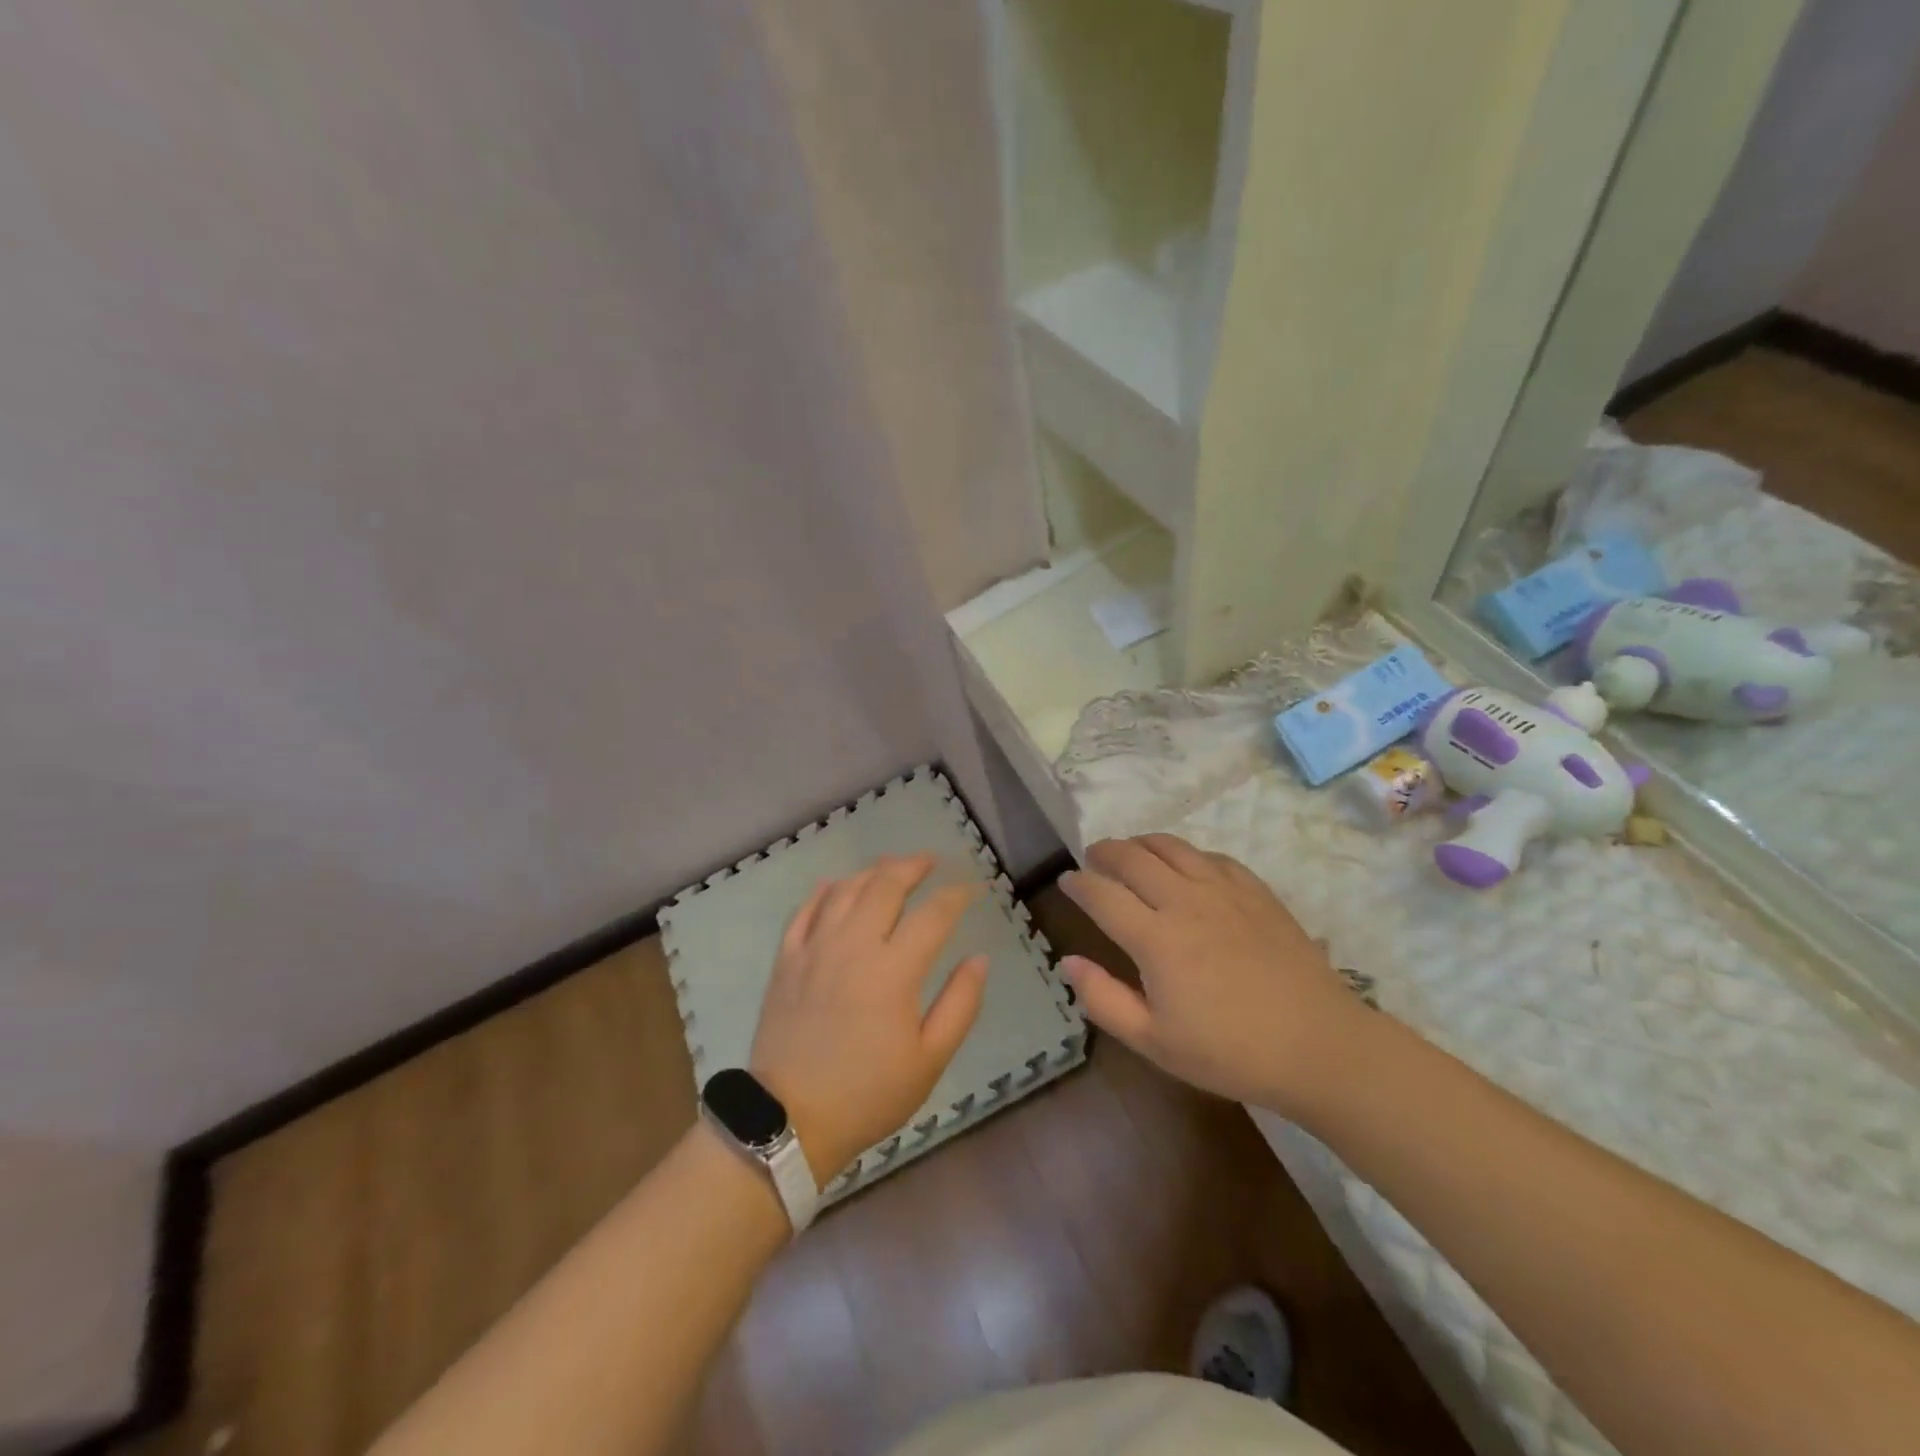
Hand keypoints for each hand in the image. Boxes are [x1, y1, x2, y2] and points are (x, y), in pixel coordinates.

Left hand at [751, 854, 987, 1184]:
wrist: (790, 1119)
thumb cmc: (869, 1093)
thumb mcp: (929, 1059)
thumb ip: (960, 1004)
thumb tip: (980, 958)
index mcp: (894, 970)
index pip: (932, 915)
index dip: (955, 896)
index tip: (971, 889)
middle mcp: (853, 946)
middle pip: (885, 887)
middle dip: (912, 867)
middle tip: (929, 861)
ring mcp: (814, 949)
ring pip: (845, 890)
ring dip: (872, 872)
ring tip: (890, 866)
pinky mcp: (786, 960)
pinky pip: (804, 911)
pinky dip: (824, 891)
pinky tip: (836, 884)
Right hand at [1060, 835, 1368, 1119]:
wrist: (1319, 1046)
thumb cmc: (1230, 1052)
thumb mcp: (1155, 1042)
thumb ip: (1104, 1000)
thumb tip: (1068, 962)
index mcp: (1155, 938)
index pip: (1102, 894)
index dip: (1078, 884)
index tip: (1066, 881)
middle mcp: (1185, 901)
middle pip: (1133, 857)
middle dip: (1104, 851)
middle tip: (1093, 858)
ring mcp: (1224, 891)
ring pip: (1171, 846)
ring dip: (1142, 843)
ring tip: (1131, 852)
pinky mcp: (1256, 891)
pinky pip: (1212, 856)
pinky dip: (1187, 854)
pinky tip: (1186, 867)